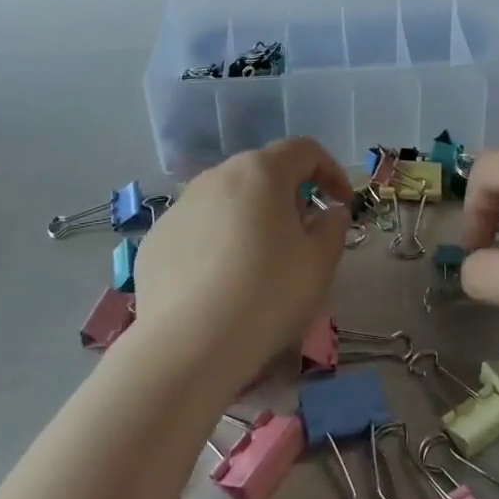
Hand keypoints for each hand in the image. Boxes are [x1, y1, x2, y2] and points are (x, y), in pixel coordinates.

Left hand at [129, 138, 350, 394]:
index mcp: (261, 172)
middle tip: (303, 236)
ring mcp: (180, 206)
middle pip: (263, 173)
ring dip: (251, 219)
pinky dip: (217, 244)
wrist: (187, 348)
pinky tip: (221, 285)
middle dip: (289, 196)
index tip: (342, 205)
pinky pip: (198, 230)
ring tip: (260, 263)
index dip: (330, 171)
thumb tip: (330, 212)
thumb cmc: (267, 295)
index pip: (304, 150)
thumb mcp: (320, 263)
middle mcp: (217, 176)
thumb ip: (333, 226)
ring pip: (227, 201)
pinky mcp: (157, 239)